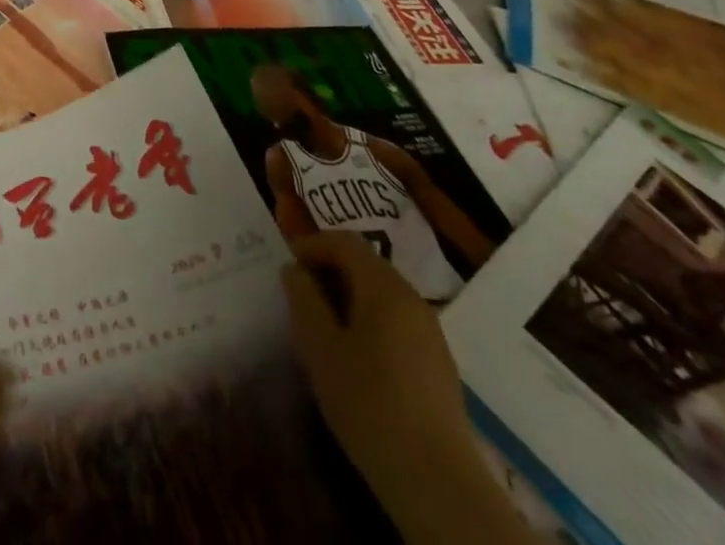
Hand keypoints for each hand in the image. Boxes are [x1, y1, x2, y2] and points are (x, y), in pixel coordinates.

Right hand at [281, 233, 477, 501]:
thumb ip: (303, 298)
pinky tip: (353, 357)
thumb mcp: (319, 346)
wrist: (437, 482)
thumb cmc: (369, 402)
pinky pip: (395, 322)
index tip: (287, 269)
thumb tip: (295, 270)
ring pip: (380, 295)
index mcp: (384, 287)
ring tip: (321, 327)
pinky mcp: (437, 363)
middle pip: (365, 264)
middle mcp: (412, 299)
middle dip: (328, 271)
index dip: (311, 245)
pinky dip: (368, 322)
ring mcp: (430, 333)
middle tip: (299, 297)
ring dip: (347, 298)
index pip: (344, 241)